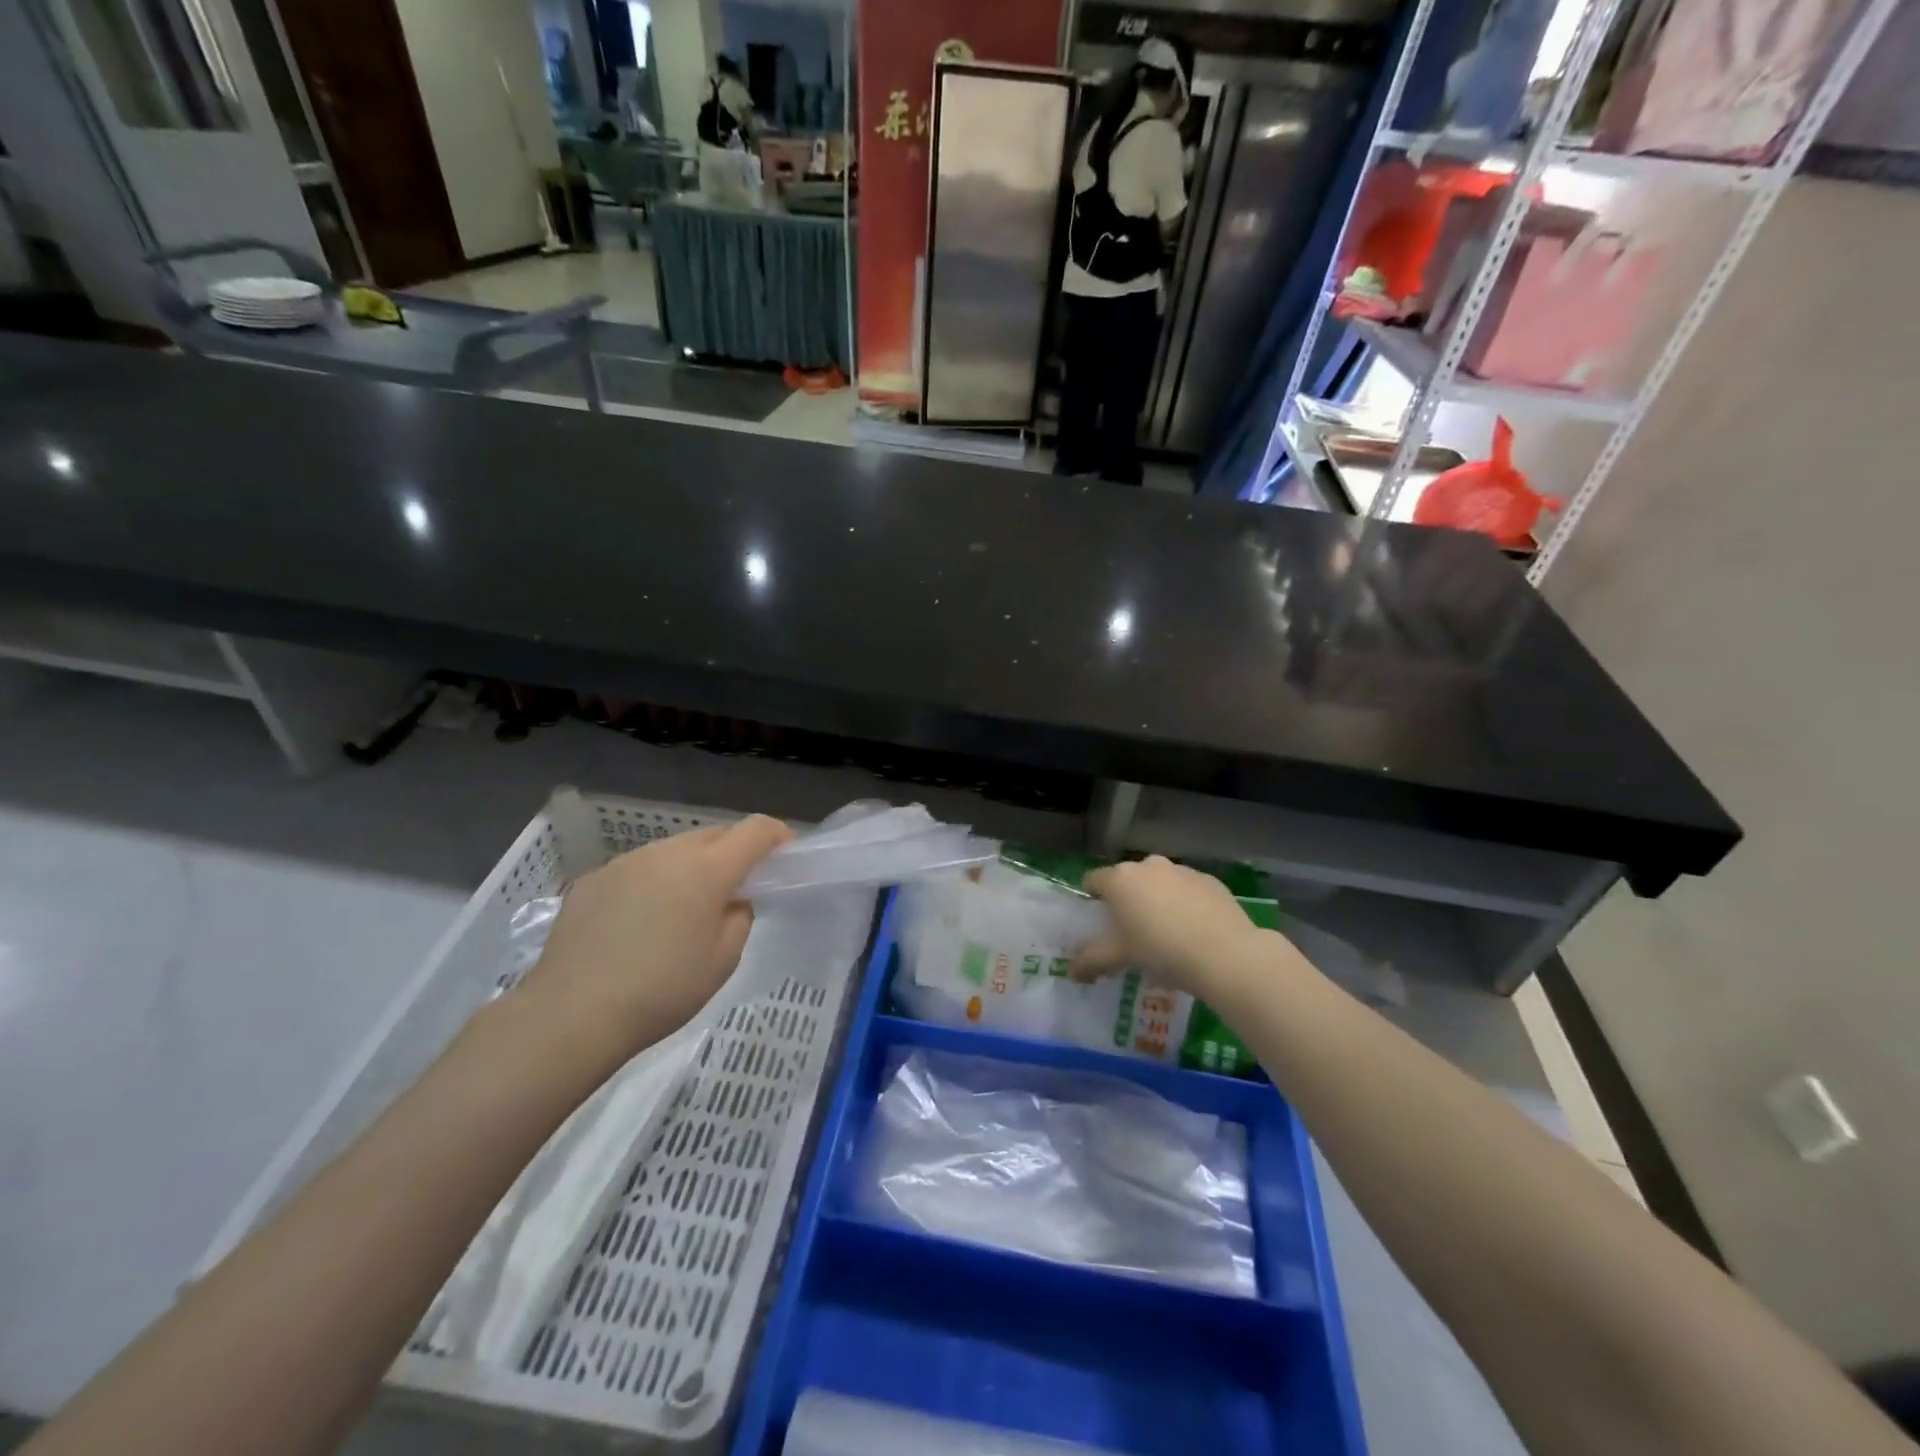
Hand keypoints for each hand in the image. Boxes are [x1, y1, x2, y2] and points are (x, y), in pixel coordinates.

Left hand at [516, 816, 791, 1062]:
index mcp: (707, 870)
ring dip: (692, 866)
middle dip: (734, 852)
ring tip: (684, 908)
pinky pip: (639, 868)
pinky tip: (640, 922)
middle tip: (736, 888)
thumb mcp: (723, 960)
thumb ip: (740, 916)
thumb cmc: (662, 991)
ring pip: (674, 850)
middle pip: (715, 835)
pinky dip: (653, 882)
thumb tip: (731, 899)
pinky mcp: (593, 879)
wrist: (571, 1015)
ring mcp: (626, 862)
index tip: (785, 855)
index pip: (755, 830)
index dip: (777, 836)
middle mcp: (667, 853)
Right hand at [1072, 855, 1264, 999]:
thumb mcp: (1120, 958)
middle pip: (1128, 880)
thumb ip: (1091, 960)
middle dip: (1128, 900)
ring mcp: (1181, 870)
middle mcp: (1148, 865)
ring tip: (1167, 934)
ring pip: (1160, 882)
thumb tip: (1072, 971)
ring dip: (1158, 900)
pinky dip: (1186, 903)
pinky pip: (1188, 890)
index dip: (1092, 900)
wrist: (1225, 953)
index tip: (1099, 923)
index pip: (1093, 880)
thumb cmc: (1161, 950)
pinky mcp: (1210, 880)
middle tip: (1133, 933)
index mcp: (1120, 879)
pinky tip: (1195, 931)